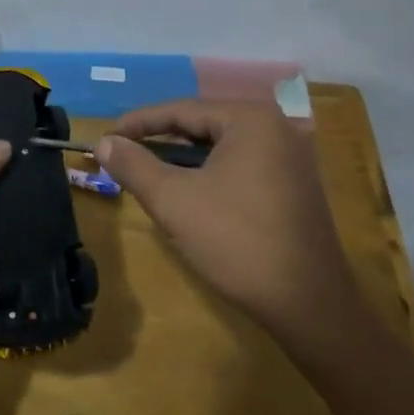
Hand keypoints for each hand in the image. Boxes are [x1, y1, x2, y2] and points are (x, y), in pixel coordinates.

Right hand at [96, 100, 361, 344]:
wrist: (310, 304)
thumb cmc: (237, 242)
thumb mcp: (173, 201)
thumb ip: (134, 165)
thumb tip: (103, 142)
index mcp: (250, 119)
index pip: (181, 109)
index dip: (138, 123)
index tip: (105, 137)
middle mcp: (276, 126)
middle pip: (202, 123)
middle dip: (159, 138)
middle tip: (122, 152)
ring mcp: (290, 156)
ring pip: (220, 146)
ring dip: (182, 156)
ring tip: (147, 170)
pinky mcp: (294, 184)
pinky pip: (240, 164)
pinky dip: (209, 171)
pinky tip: (188, 190)